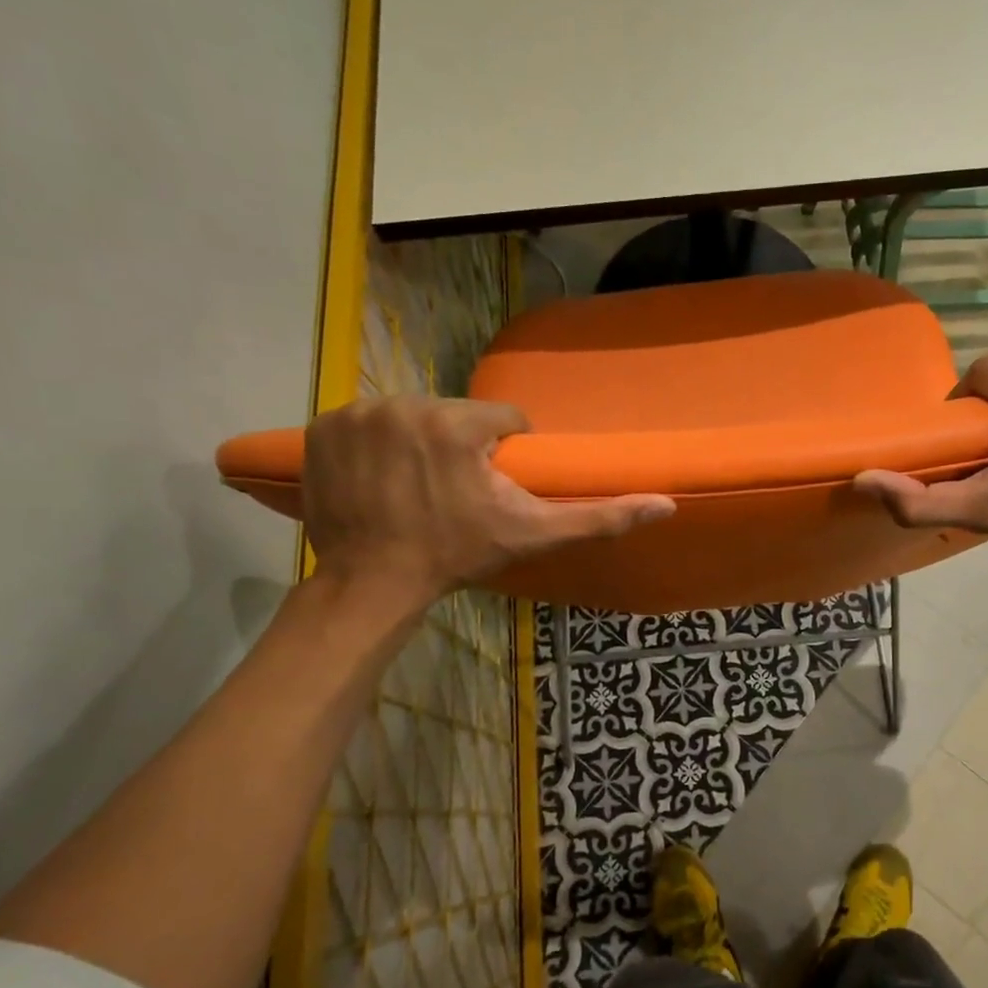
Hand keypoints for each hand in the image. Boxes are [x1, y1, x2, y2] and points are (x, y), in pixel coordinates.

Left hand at [302, 396, 673, 612]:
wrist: (373, 582)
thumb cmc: (457, 556)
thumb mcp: (532, 535)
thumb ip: (598, 517)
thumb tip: (666, 504)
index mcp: (457, 424)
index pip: (501, 419)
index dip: (502, 454)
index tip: (490, 487)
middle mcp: (404, 404)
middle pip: (454, 415)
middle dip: (460, 447)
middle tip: (452, 492)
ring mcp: (357, 413)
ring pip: (412, 415)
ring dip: (420, 442)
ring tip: (416, 487)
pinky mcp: (322, 426)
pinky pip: (367, 421)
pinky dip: (375, 443)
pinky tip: (379, 478)